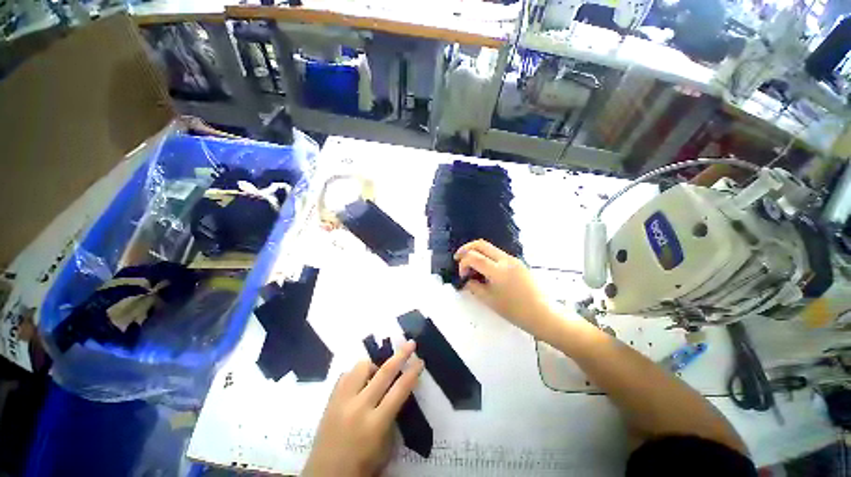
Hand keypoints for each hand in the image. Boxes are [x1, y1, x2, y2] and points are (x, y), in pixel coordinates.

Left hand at [303, 341, 423, 476]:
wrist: (324, 476)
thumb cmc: (361, 467)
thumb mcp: (384, 446)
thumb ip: (392, 417)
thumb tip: (396, 392)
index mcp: (375, 424)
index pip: (400, 390)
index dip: (412, 373)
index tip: (420, 361)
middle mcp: (359, 407)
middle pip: (384, 372)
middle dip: (400, 355)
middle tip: (410, 343)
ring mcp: (342, 401)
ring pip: (362, 367)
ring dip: (374, 365)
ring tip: (377, 373)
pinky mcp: (330, 400)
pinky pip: (346, 375)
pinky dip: (357, 374)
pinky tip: (360, 382)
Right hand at [454, 239, 555, 337]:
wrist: (541, 313)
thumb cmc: (514, 310)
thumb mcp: (489, 300)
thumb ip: (474, 286)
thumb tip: (467, 279)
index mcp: (497, 270)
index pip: (473, 257)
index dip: (463, 264)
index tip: (462, 275)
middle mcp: (505, 259)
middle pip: (481, 244)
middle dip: (466, 249)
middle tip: (458, 258)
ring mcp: (513, 259)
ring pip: (489, 247)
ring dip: (477, 253)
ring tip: (471, 266)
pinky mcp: (517, 262)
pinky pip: (498, 254)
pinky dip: (487, 257)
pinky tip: (485, 269)